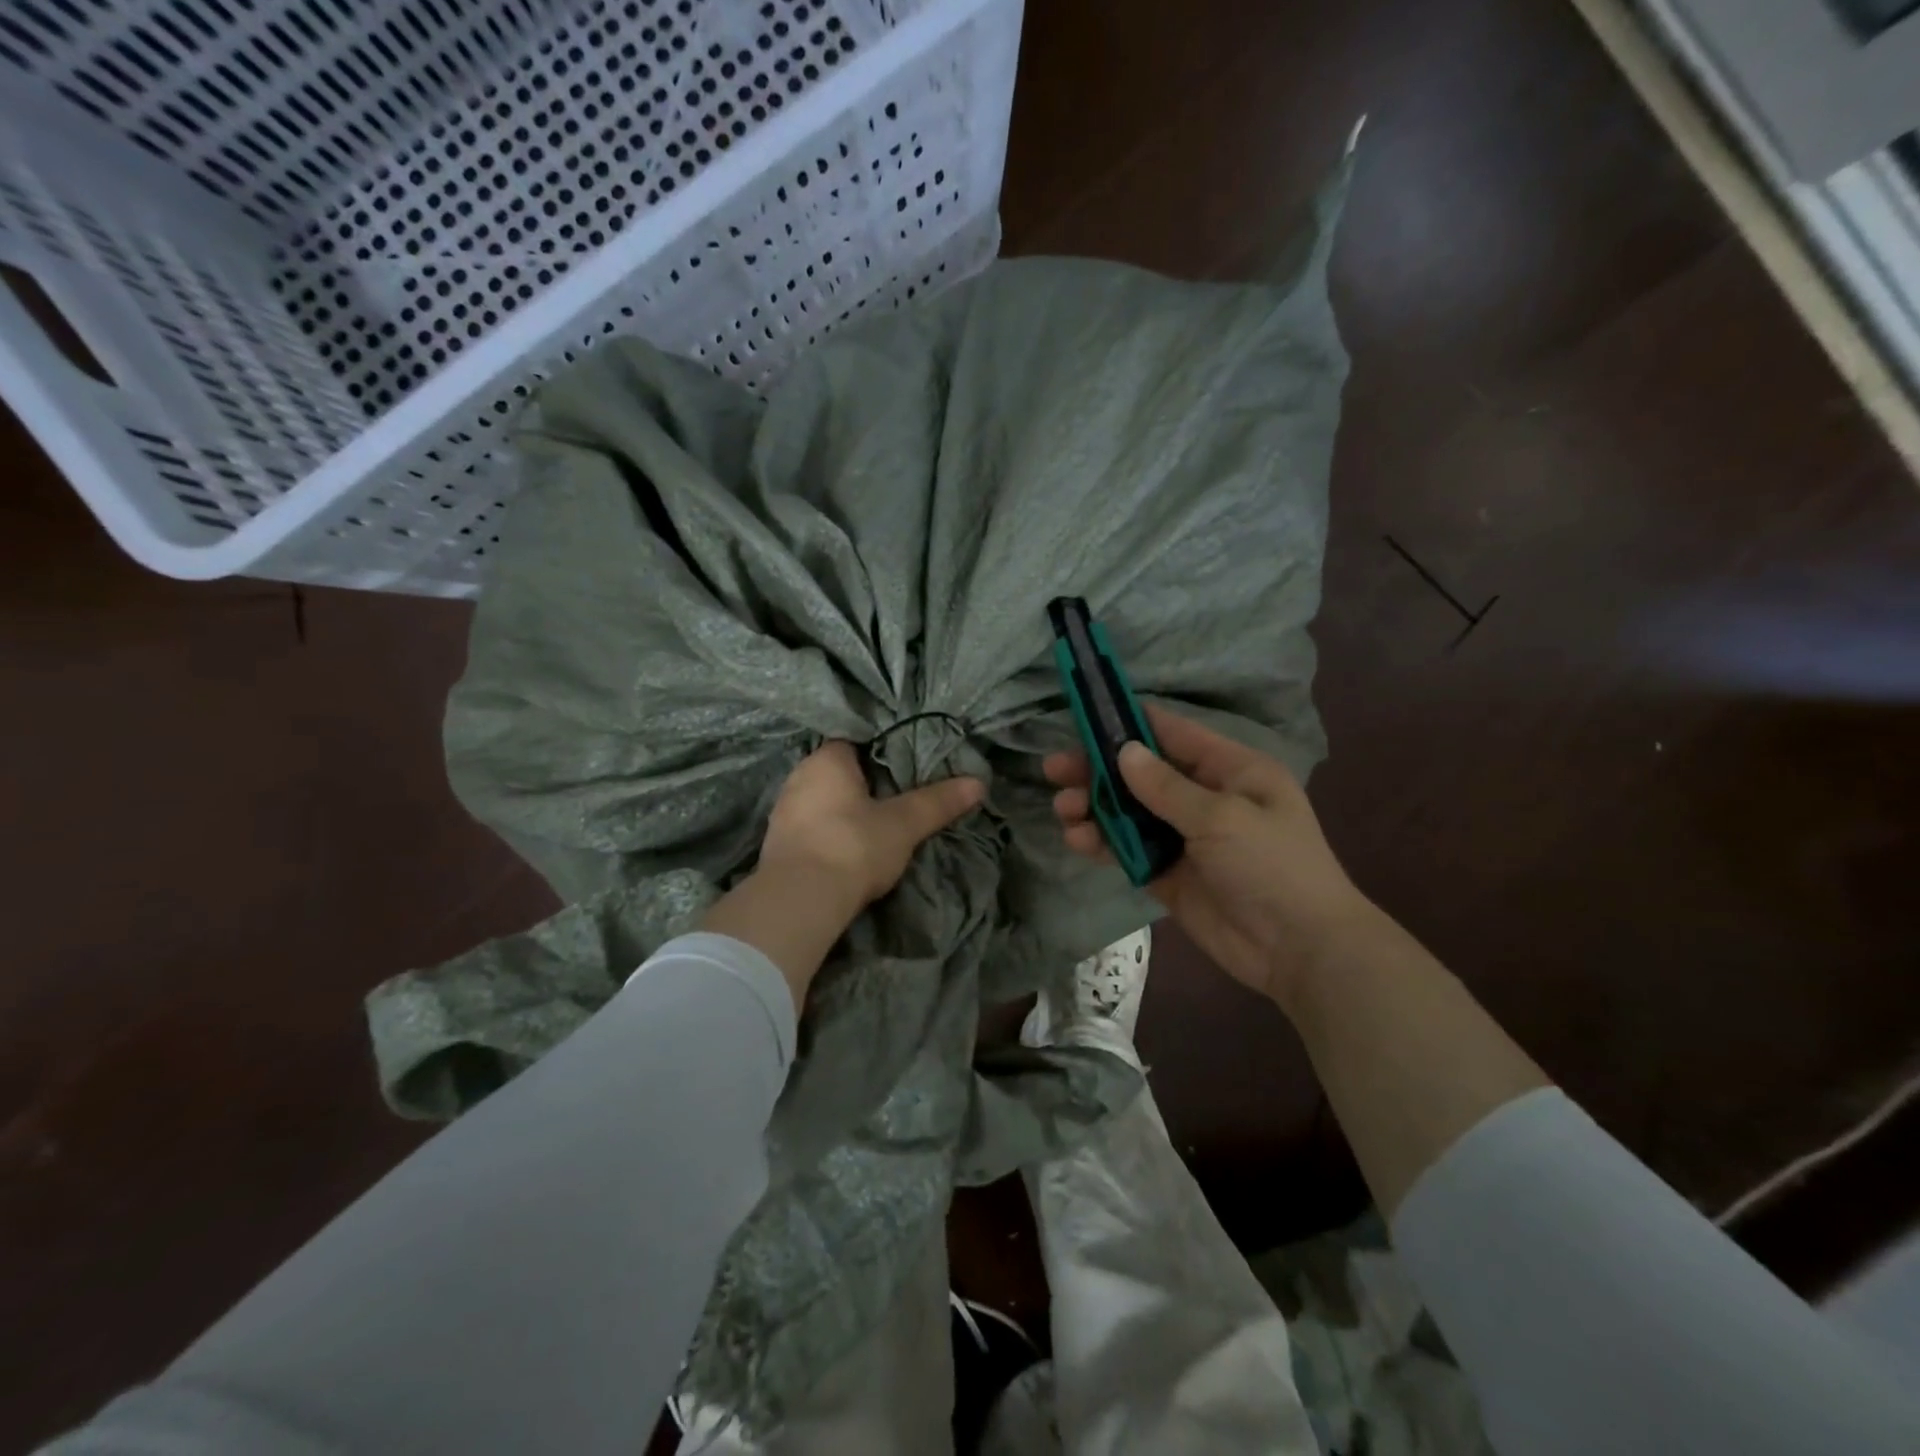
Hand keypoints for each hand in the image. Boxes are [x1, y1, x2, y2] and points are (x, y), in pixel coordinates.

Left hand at [761, 740, 985, 914]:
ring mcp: (783, 813)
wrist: (799, 901)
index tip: (903, 762)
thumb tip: (979, 783)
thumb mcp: (903, 824)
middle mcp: (798, 778)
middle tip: (897, 793)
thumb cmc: (852, 846)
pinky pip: (811, 826)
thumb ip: (938, 802)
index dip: (878, 749)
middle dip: (863, 782)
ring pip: (822, 800)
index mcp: (826, 761)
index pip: (853, 740)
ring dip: (843, 809)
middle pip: (836, 771)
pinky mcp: (778, 845)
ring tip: (875, 821)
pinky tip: (848, 846)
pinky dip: (829, 832)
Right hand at [1046, 704, 1375, 1010]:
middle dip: (1098, 770)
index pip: (1173, 734)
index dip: (1129, 722)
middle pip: (1142, 773)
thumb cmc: (1272, 867)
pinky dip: (1102, 842)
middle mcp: (1205, 797)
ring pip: (1129, 811)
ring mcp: (1185, 837)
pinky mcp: (1169, 873)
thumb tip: (1123, 752)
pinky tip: (1077, 840)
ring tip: (1064, 810)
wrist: (1300, 950)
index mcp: (1230, 770)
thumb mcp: (1222, 817)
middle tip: (1055, 770)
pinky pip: (1129, 849)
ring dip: (1094, 807)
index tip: (1084, 716)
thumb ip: (1167, 787)